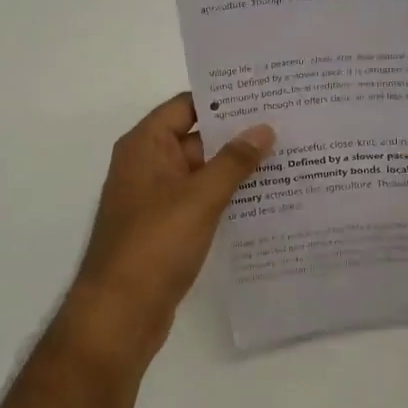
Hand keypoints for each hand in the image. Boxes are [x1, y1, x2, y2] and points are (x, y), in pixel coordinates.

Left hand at [64, 94, 274, 365]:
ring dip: (236, 168)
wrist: (120, 314)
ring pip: (202, 172)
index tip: (265, 93)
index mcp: (145, 145)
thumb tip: (264, 128)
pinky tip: (266, 200)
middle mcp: (147, 164)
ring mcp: (156, 198)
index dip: (223, 98)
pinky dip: (227, 197)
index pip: (187, 105)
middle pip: (196, 137)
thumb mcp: (200, 197)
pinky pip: (200, 201)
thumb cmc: (155, 244)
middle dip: (238, 134)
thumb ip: (234, 161)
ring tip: (288, 158)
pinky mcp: (166, 228)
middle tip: (288, 125)